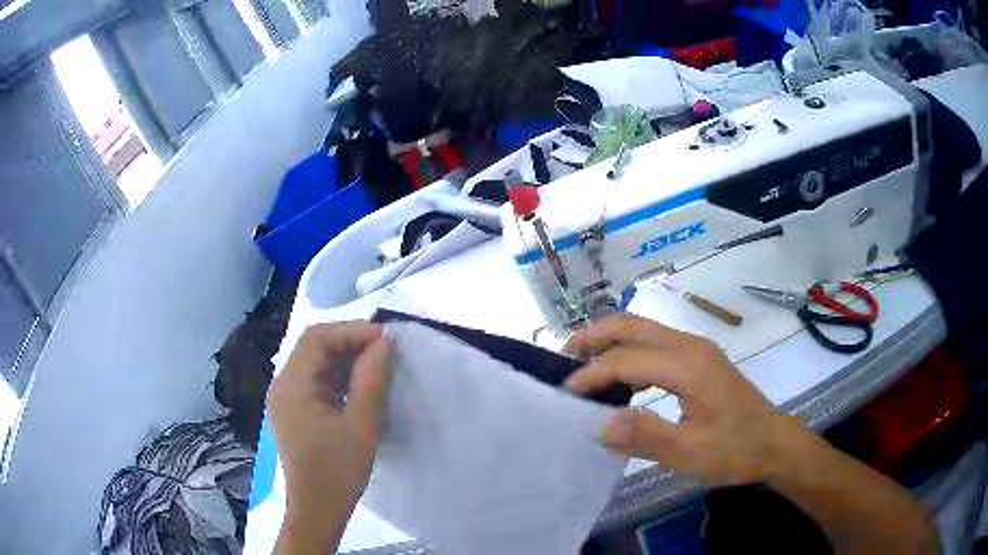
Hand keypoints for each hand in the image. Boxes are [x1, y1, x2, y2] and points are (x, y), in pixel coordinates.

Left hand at [269, 322, 391, 553]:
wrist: (317, 510)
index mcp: (292, 385)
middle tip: (385, 351)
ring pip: (316, 363)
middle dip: (350, 342)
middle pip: (314, 347)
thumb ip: (371, 381)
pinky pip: (316, 382)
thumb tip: (384, 343)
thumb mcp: (361, 426)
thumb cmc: (337, 471)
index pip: (318, 338)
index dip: (352, 331)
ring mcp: (286, 398)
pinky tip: (360, 386)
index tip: (385, 340)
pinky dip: (338, 377)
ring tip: (377, 365)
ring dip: (345, 359)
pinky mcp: (294, 411)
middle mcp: (283, 385)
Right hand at [564, 314, 798, 486]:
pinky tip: (620, 378)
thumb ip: (644, 436)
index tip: (565, 393)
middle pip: (633, 325)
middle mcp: (690, 346)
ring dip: (610, 342)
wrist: (773, 442)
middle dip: (594, 336)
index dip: (592, 373)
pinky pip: (655, 344)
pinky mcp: (699, 359)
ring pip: (644, 330)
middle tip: (564, 357)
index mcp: (689, 365)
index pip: (628, 358)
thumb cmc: (735, 449)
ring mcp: (696, 349)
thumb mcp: (690, 452)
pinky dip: (629, 353)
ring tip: (583, 365)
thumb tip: (597, 424)